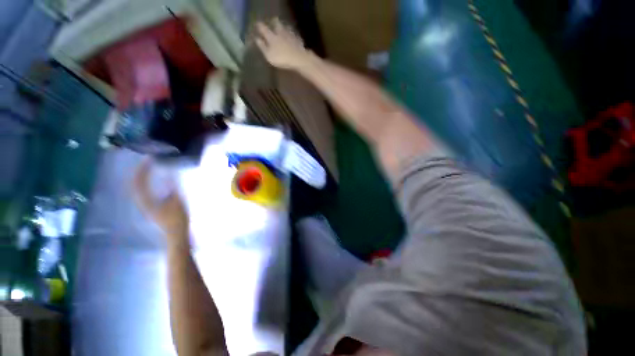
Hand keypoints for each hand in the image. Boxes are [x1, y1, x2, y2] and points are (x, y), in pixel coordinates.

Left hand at [133, 159, 188, 244]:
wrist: (176, 234)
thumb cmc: (177, 219)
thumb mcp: (178, 201)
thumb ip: (173, 188)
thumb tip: (170, 174)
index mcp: (147, 201)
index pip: (139, 182)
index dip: (143, 169)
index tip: (149, 159)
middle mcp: (142, 202)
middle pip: (136, 184)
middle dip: (141, 171)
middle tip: (149, 161)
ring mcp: (146, 205)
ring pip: (139, 188)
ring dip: (143, 177)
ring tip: (150, 168)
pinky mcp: (151, 207)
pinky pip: (145, 191)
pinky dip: (147, 183)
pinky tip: (154, 181)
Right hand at [255, 18, 312, 69]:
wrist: (298, 59)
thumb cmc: (282, 58)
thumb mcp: (269, 55)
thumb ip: (262, 47)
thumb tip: (257, 39)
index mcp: (271, 36)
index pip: (263, 28)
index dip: (259, 26)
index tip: (257, 24)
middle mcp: (280, 32)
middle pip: (276, 23)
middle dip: (273, 22)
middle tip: (272, 21)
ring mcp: (290, 35)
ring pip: (286, 27)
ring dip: (283, 26)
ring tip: (283, 27)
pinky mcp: (298, 40)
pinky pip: (294, 34)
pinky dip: (292, 34)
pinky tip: (292, 36)